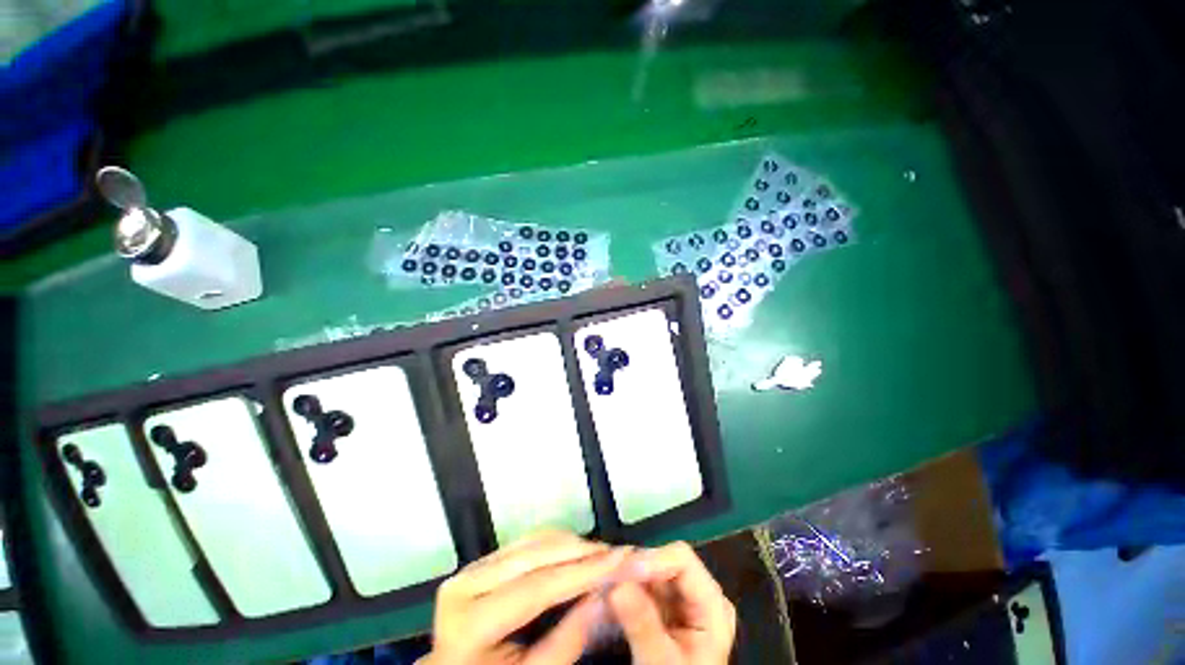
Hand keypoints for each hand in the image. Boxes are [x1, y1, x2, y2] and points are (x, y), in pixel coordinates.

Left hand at [424, 530, 628, 664]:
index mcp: (469, 622)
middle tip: (617, 552)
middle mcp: (465, 584)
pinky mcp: (481, 562)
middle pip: (535, 556)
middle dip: (581, 551)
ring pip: (532, 542)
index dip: (583, 571)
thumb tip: (604, 596)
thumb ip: (568, 640)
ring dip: (571, 544)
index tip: (621, 559)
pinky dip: (556, 544)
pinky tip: (577, 551)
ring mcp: (471, 568)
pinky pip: (525, 543)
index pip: (538, 587)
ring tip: (603, 553)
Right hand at [608, 542, 736, 664]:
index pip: (682, 559)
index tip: (623, 570)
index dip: (652, 559)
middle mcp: (699, 593)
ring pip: (649, 572)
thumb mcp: (662, 663)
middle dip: (634, 568)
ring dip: (625, 577)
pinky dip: (625, 590)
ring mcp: (680, 599)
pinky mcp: (663, 607)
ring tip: (604, 585)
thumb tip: (618, 586)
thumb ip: (643, 625)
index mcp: (712, 604)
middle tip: (605, 576)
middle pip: (663, 562)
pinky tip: (609, 597)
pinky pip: (641, 586)